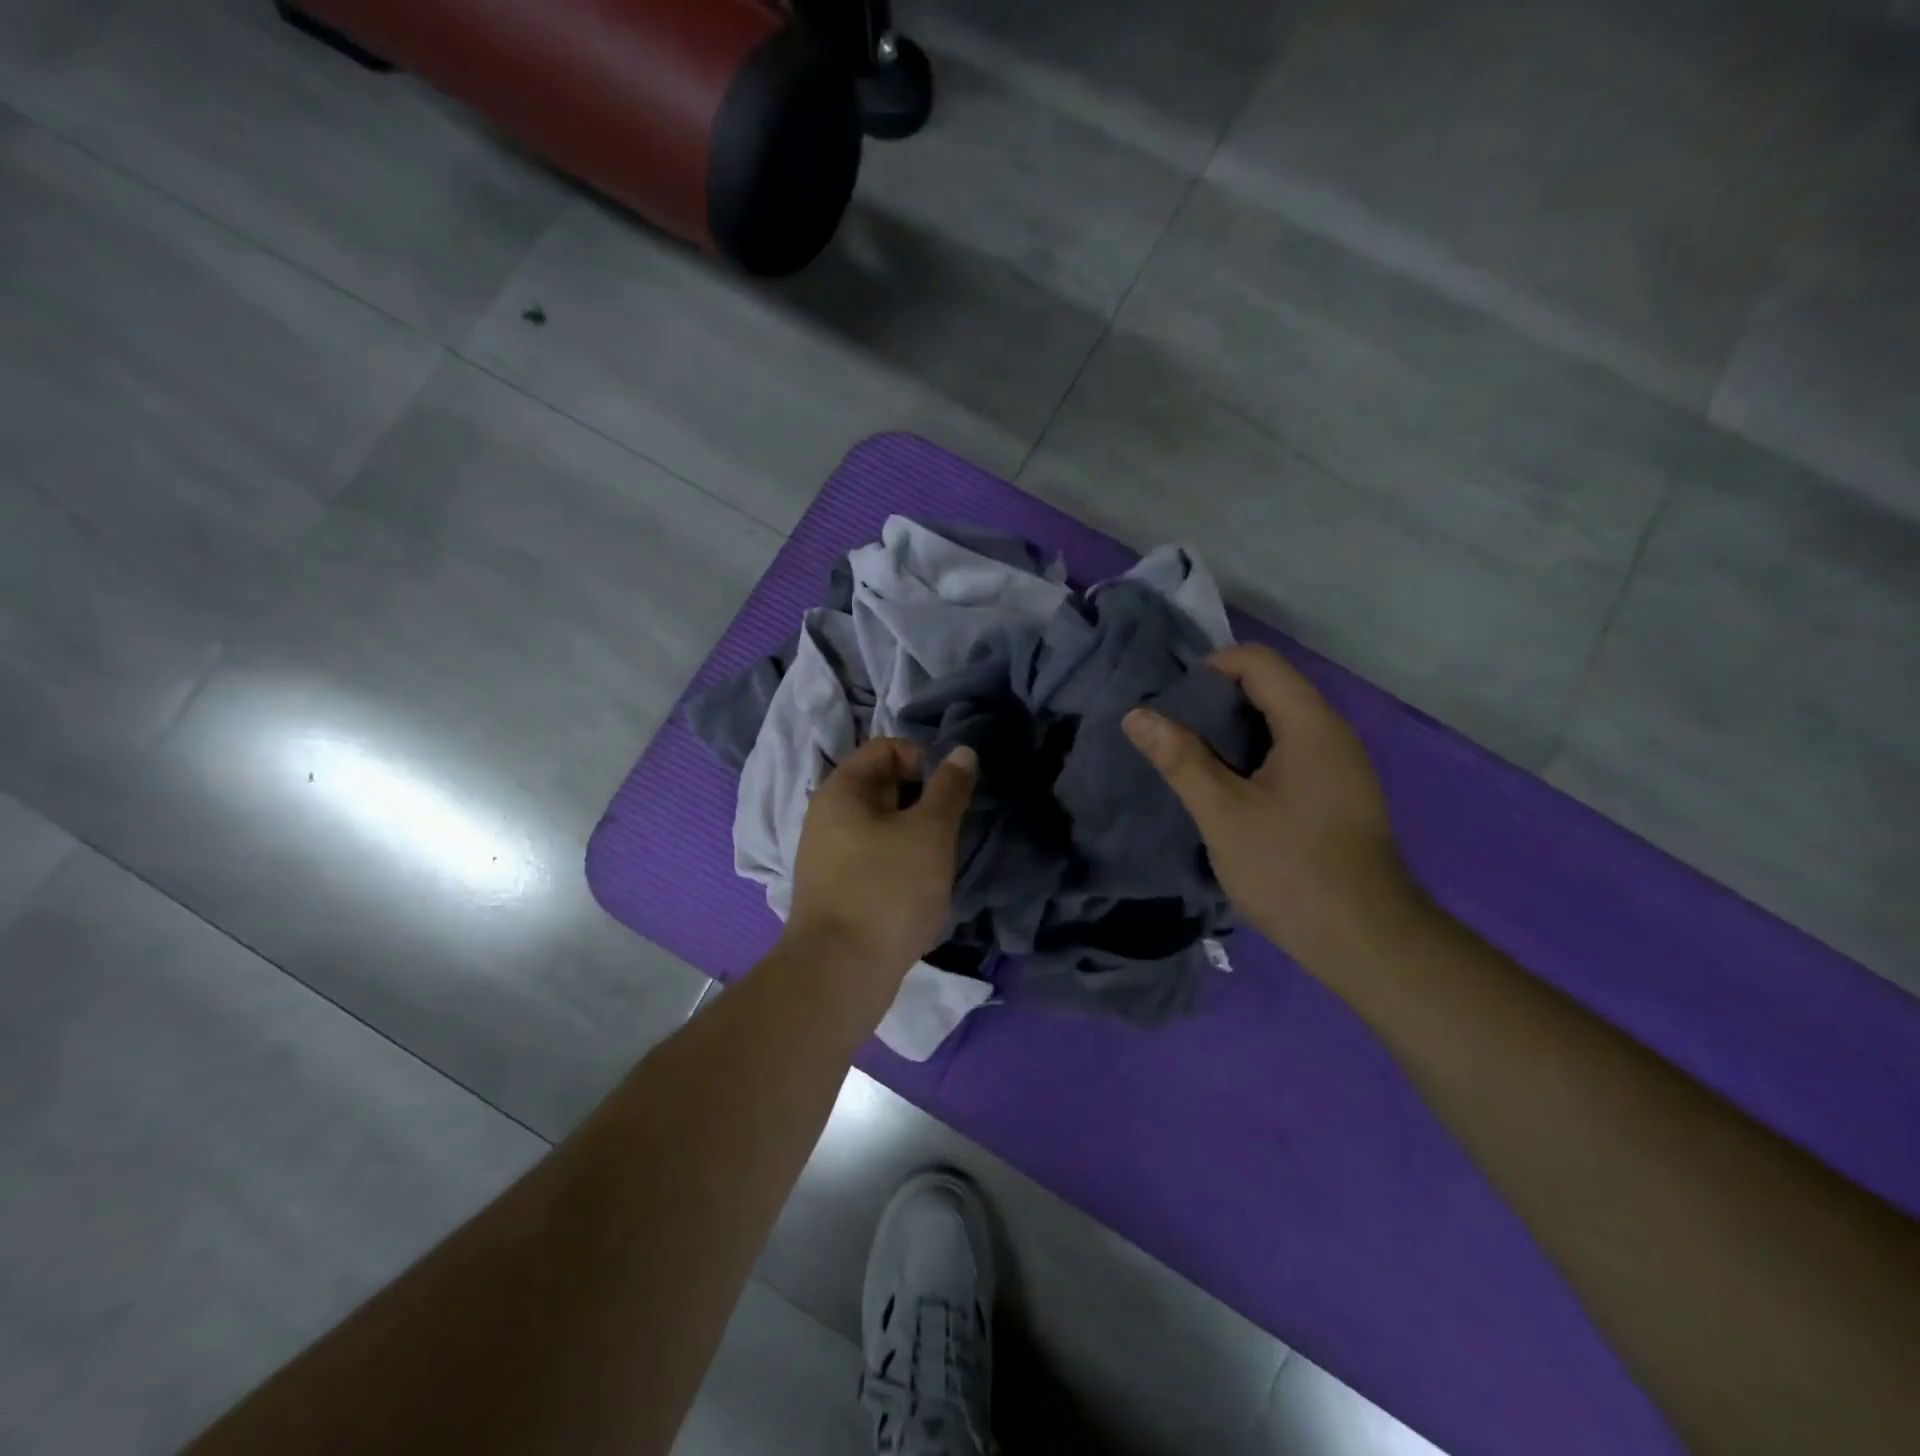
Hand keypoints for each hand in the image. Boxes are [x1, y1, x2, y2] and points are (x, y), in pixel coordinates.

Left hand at [783, 737, 977, 987]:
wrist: (840, 974)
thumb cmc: (887, 890)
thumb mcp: (929, 832)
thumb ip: (949, 788)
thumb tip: (963, 752)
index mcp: (841, 790)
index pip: (886, 748)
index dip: (923, 759)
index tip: (950, 793)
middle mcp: (827, 816)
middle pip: (884, 786)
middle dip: (924, 801)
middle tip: (950, 829)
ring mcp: (829, 855)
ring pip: (883, 826)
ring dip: (916, 836)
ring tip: (938, 862)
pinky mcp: (838, 889)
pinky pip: (875, 859)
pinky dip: (901, 863)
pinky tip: (920, 889)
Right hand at [1123, 643, 1422, 970]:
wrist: (1365, 940)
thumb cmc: (1290, 869)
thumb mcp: (1223, 812)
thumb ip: (1180, 759)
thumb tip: (1137, 715)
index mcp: (1310, 725)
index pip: (1258, 661)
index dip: (1210, 668)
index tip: (1172, 703)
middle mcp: (1332, 733)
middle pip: (1270, 687)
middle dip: (1215, 700)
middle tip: (1173, 733)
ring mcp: (1340, 765)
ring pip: (1279, 723)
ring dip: (1232, 731)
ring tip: (1192, 761)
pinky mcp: (1338, 794)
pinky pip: (1290, 753)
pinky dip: (1253, 756)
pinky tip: (1228, 790)